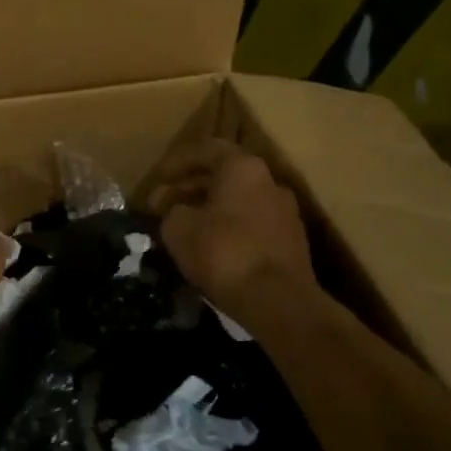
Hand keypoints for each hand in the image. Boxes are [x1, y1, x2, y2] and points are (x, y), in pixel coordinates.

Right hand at [147, 139, 319, 330]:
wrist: (278, 301)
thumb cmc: (223, 252)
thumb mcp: (178, 228)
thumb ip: (170, 210)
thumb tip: (172, 207)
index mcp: (243, 168)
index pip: (207, 149)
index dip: (178, 161)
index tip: (158, 178)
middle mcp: (269, 182)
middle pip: (225, 176)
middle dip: (192, 187)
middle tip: (165, 204)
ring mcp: (286, 212)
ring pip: (239, 201)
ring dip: (211, 208)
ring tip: (186, 227)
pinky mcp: (292, 242)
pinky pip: (252, 224)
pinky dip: (230, 228)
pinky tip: (212, 248)